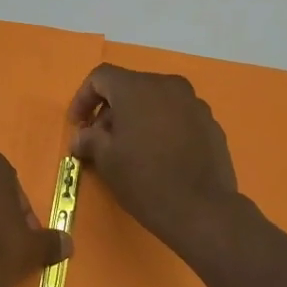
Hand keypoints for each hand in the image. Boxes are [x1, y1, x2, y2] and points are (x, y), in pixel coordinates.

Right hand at [69, 64, 242, 258]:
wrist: (201, 209)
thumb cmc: (144, 180)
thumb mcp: (106, 161)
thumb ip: (89, 140)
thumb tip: (82, 136)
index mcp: (137, 89)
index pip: (101, 77)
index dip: (82, 98)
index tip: (77, 125)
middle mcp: (168, 86)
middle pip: (130, 87)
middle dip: (110, 110)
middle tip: (99, 140)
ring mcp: (194, 103)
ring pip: (155, 101)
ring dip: (136, 118)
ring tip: (129, 149)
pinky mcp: (210, 123)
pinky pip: (176, 116)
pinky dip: (160, 127)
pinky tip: (157, 155)